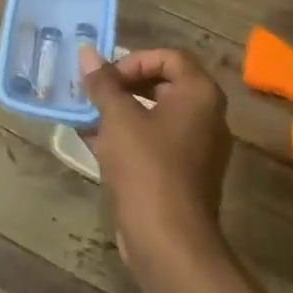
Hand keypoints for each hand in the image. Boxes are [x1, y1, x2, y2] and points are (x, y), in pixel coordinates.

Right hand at [79, 45, 231, 264]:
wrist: (168, 240)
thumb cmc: (146, 166)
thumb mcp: (117, 117)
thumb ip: (102, 82)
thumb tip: (86, 51)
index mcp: (200, 95)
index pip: (169, 57)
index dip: (133, 60)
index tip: (106, 77)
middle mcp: (206, 117)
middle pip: (162, 83)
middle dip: (123, 84)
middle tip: (93, 92)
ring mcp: (197, 148)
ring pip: (154, 115)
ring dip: (119, 111)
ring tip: (85, 114)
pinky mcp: (182, 174)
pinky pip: (153, 141)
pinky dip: (126, 135)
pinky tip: (91, 139)